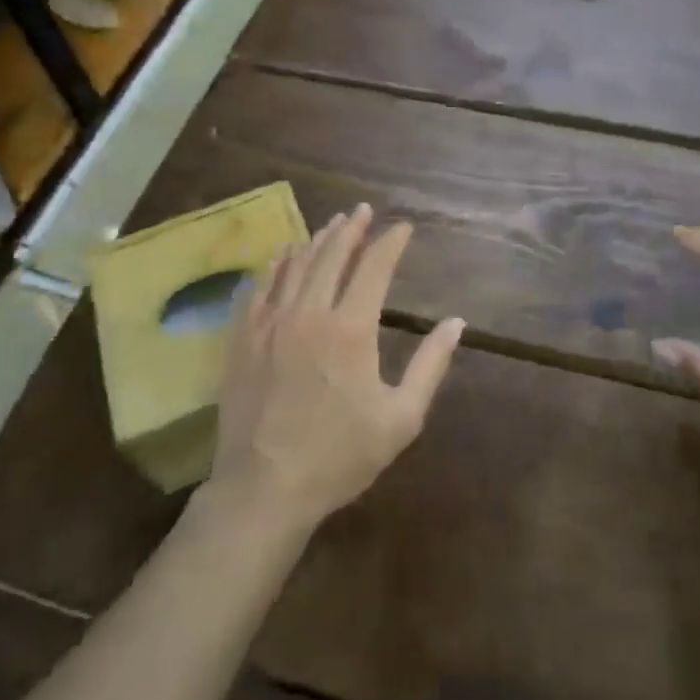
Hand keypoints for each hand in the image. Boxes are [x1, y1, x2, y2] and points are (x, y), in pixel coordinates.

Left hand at [206, 205, 463, 534]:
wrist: (263, 489)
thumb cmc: (339, 456)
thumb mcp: (401, 418)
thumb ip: (431, 365)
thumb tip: (456, 322)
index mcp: (351, 328)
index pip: (375, 267)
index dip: (391, 242)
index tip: (403, 227)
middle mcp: (309, 312)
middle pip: (332, 255)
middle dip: (352, 228)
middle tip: (363, 210)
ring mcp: (270, 321)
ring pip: (296, 264)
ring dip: (317, 240)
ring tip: (332, 224)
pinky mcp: (243, 337)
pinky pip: (260, 286)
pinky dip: (276, 264)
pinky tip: (283, 254)